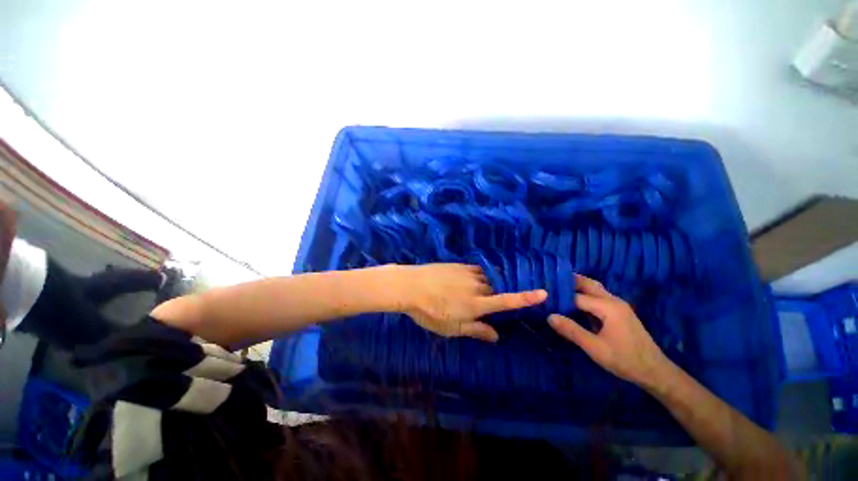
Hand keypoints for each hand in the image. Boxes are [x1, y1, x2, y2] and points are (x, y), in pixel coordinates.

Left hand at [399, 263, 546, 342]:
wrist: (411, 285)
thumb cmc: (430, 311)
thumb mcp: (452, 328)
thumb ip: (476, 330)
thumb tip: (497, 337)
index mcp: (477, 304)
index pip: (507, 301)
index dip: (526, 298)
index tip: (543, 292)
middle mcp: (477, 286)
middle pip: (498, 287)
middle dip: (506, 291)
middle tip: (506, 296)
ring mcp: (468, 273)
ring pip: (488, 277)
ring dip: (493, 282)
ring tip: (490, 287)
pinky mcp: (459, 265)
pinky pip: (476, 269)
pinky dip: (481, 274)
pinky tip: (475, 278)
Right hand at [547, 274, 668, 386]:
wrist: (655, 372)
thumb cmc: (625, 360)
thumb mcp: (595, 348)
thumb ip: (572, 331)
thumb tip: (549, 316)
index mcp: (608, 307)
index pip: (577, 296)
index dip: (560, 297)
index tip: (544, 298)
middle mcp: (613, 301)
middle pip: (588, 284)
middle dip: (569, 282)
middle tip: (550, 285)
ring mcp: (618, 305)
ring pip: (594, 289)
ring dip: (577, 287)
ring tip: (559, 291)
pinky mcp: (619, 312)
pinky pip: (599, 297)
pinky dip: (585, 295)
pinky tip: (575, 303)